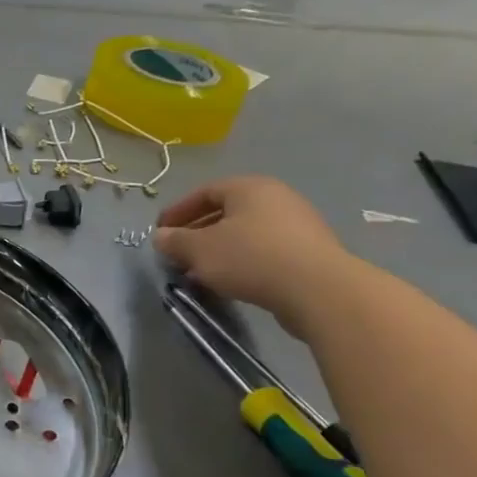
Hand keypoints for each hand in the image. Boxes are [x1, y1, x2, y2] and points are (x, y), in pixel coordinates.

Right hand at [151, 177, 356, 335]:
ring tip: (200, 271)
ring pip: (244, 232)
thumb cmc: (249, 258)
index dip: (178, 211)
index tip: (160, 232)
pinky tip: (229, 280)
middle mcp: (275, 197)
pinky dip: (241, 259)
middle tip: (178, 253)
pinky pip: (263, 248)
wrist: (316, 288)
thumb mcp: (199, 250)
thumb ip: (175, 241)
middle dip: (197, 232)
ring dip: (218, 249)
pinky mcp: (307, 250)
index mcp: (249, 188)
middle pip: (226, 211)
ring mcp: (296, 223)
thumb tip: (160, 236)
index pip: (204, 191)